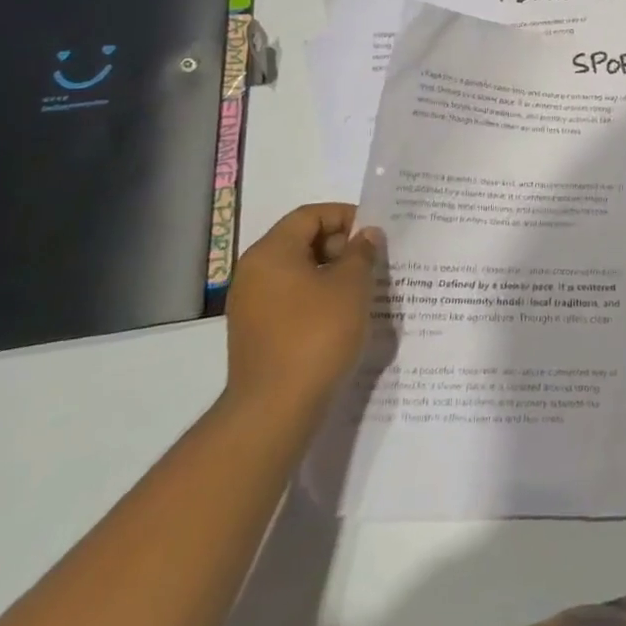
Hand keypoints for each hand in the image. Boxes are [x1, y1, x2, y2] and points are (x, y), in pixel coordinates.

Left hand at [225, 202, 382, 421]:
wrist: (275, 410)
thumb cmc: (317, 335)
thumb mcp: (351, 286)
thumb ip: (361, 253)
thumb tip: (365, 236)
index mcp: (271, 253)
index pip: (310, 215)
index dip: (345, 217)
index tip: (374, 234)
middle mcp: (253, 273)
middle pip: (301, 241)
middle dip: (340, 246)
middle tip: (372, 262)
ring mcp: (251, 306)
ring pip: (298, 273)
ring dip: (332, 275)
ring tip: (363, 290)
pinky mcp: (257, 334)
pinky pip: (292, 301)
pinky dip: (318, 299)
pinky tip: (343, 318)